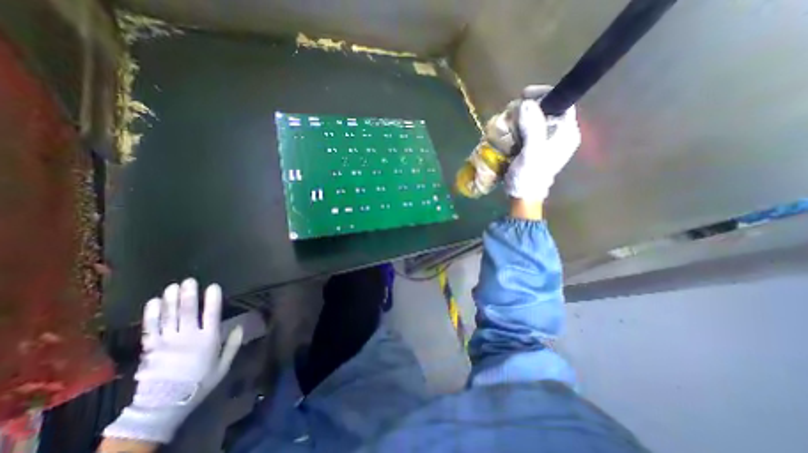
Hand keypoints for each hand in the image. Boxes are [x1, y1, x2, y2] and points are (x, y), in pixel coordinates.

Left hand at [101, 278, 239, 443]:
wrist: (164, 405)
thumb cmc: (199, 382)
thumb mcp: (223, 366)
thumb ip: (233, 345)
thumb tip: (241, 326)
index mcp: (208, 339)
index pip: (212, 315)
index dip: (213, 300)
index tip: (213, 286)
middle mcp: (188, 337)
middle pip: (188, 312)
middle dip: (189, 295)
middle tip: (189, 281)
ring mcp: (167, 342)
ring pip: (169, 317)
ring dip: (171, 300)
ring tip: (172, 286)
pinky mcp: (151, 348)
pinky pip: (151, 328)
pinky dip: (152, 314)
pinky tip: (154, 302)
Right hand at [504, 84, 581, 202]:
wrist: (523, 196)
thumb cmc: (530, 176)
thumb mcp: (532, 152)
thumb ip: (533, 128)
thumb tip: (527, 103)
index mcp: (566, 133)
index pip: (562, 103)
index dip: (545, 94)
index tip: (524, 95)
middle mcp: (560, 135)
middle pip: (548, 110)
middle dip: (530, 108)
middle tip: (513, 111)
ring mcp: (548, 142)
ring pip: (537, 120)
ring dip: (522, 118)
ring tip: (508, 121)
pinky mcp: (537, 149)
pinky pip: (529, 131)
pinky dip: (519, 128)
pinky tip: (509, 132)